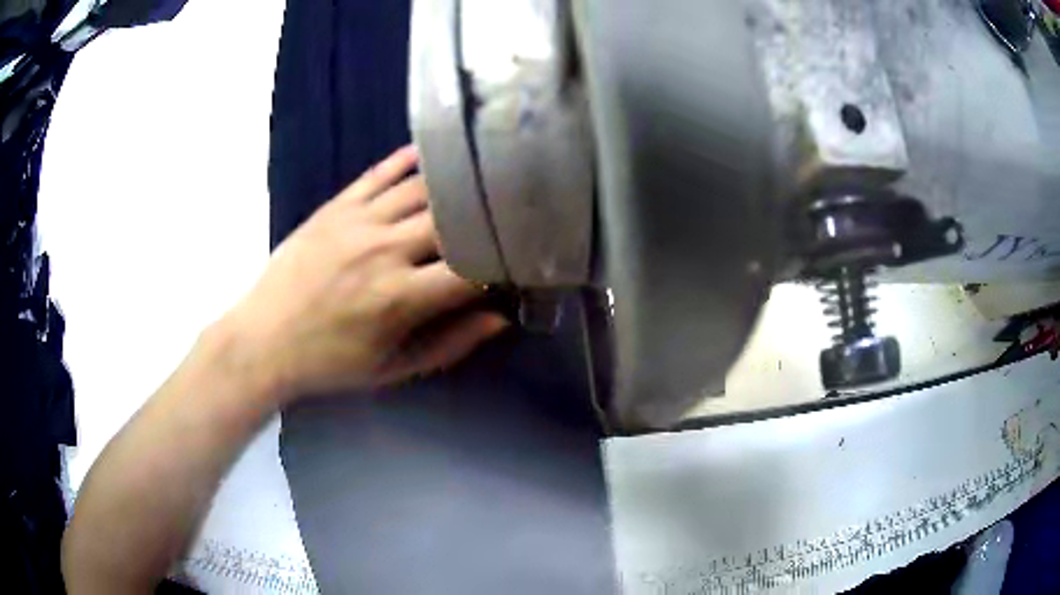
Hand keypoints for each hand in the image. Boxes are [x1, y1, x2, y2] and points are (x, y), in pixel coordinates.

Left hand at [221, 146, 505, 403]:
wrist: (263, 340)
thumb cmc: (329, 363)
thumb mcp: (392, 368)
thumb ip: (449, 343)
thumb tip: (499, 318)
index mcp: (401, 297)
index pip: (472, 269)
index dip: (504, 264)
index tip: (519, 261)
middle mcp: (385, 250)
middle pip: (451, 220)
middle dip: (485, 217)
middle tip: (508, 212)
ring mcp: (357, 222)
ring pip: (419, 190)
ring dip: (453, 185)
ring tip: (480, 177)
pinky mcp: (335, 207)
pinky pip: (377, 174)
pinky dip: (405, 161)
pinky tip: (428, 153)